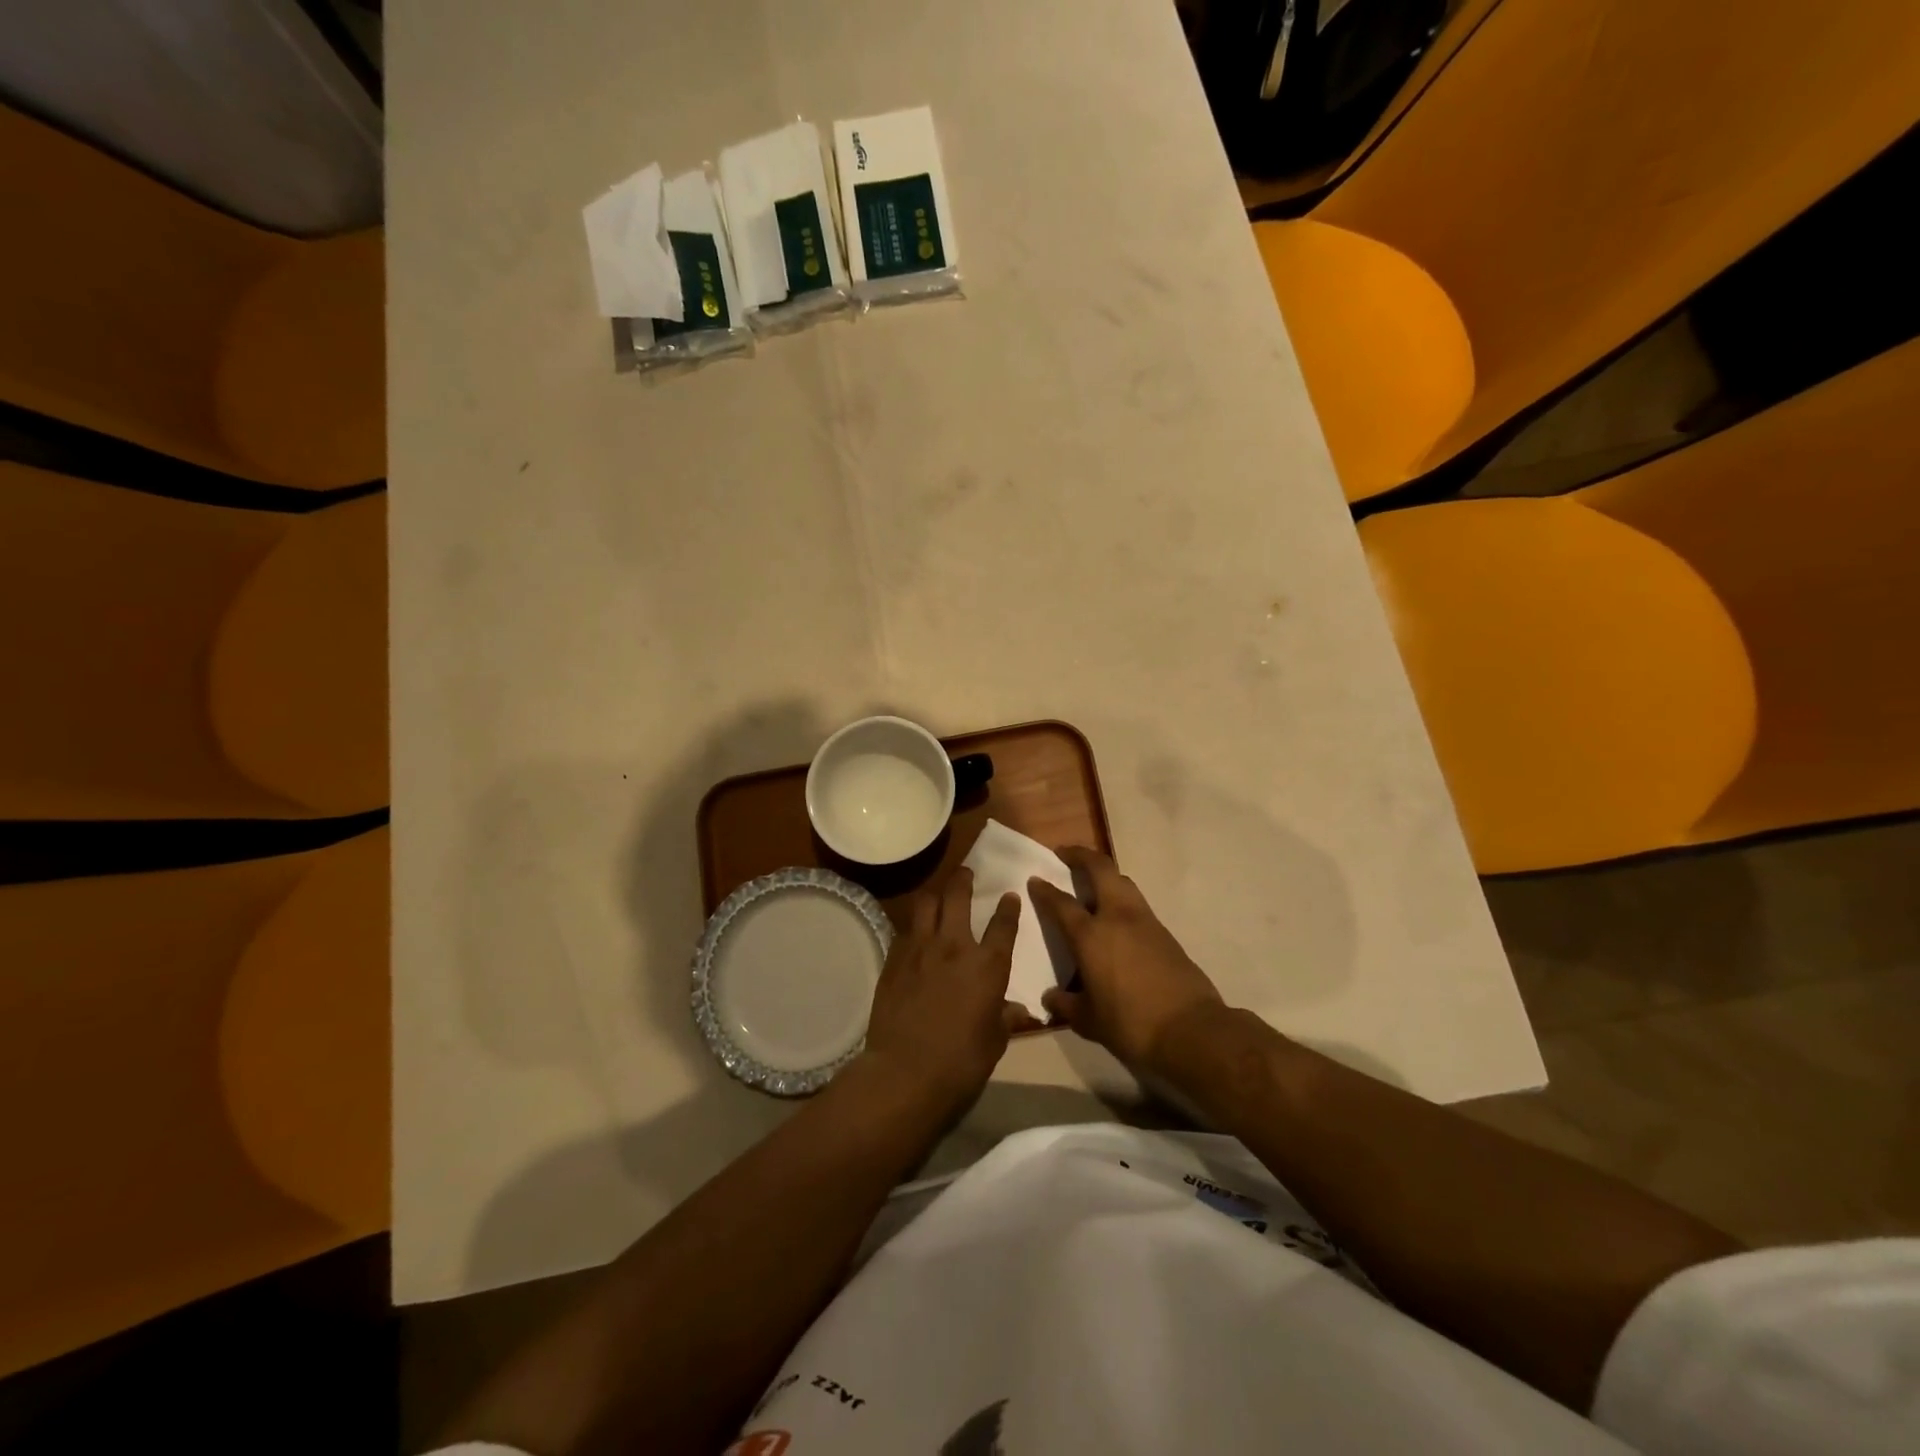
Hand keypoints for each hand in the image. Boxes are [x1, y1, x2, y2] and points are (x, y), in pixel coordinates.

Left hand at [861, 868, 1034, 1118]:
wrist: (905, 1071)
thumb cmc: (961, 1061)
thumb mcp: (995, 1041)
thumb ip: (1006, 1018)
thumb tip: (1021, 1011)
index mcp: (988, 965)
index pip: (1003, 925)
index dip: (1009, 908)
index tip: (1010, 896)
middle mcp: (955, 946)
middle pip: (958, 896)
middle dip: (963, 880)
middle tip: (966, 873)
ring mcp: (920, 949)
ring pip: (926, 903)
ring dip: (935, 895)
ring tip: (938, 896)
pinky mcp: (894, 959)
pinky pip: (905, 931)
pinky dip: (914, 927)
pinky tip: (914, 934)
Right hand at [1028, 847, 1225, 1073]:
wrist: (1190, 1030)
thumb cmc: (1130, 1024)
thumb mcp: (1089, 1021)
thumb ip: (1066, 1005)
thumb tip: (1051, 998)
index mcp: (1090, 935)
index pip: (1061, 903)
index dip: (1045, 890)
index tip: (1035, 880)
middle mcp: (1117, 917)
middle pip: (1100, 869)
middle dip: (1081, 855)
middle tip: (1065, 853)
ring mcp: (1145, 921)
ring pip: (1123, 882)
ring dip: (1105, 875)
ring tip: (1092, 884)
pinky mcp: (1165, 933)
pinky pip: (1137, 904)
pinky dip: (1122, 899)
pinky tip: (1116, 919)